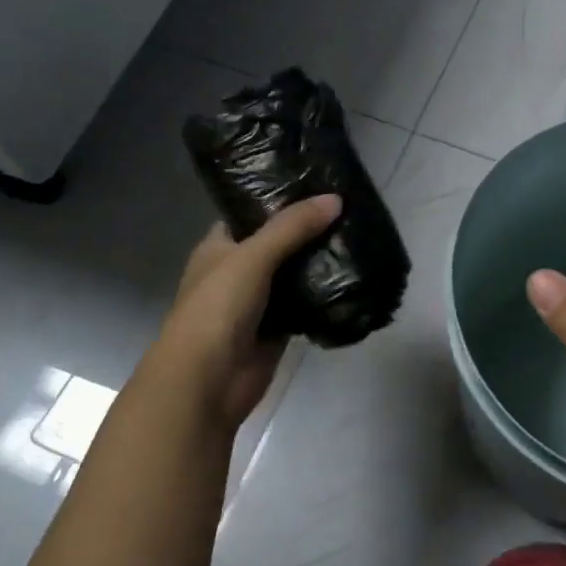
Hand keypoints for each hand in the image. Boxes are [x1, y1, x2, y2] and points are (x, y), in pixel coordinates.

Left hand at [147, 194, 342, 434]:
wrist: (207, 381)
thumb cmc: (217, 308)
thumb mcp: (253, 256)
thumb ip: (292, 227)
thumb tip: (335, 199)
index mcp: (219, 247)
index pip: (250, 213)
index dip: (279, 199)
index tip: (317, 184)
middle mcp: (237, 271)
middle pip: (278, 243)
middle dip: (309, 230)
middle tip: (349, 209)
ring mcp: (258, 302)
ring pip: (294, 275)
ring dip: (319, 262)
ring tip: (358, 236)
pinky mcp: (278, 329)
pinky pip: (305, 305)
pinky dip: (324, 296)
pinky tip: (353, 278)